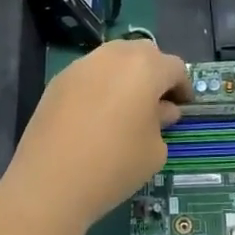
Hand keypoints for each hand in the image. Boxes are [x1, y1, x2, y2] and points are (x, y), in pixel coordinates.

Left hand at [0, 38, 192, 234]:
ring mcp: (82, 65)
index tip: (183, 107)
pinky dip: (100, 86)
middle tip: (156, 103)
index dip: (183, 87)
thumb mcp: (154, 150)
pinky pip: (90, 74)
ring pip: (113, 59)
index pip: (175, 67)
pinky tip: (96, 115)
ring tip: (125, 107)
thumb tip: (160, 110)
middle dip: (154, 73)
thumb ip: (162, 122)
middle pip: (143, 53)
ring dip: (126, 75)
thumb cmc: (115, 165)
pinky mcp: (58, 80)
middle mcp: (114, 56)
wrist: (50, 182)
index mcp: (145, 67)